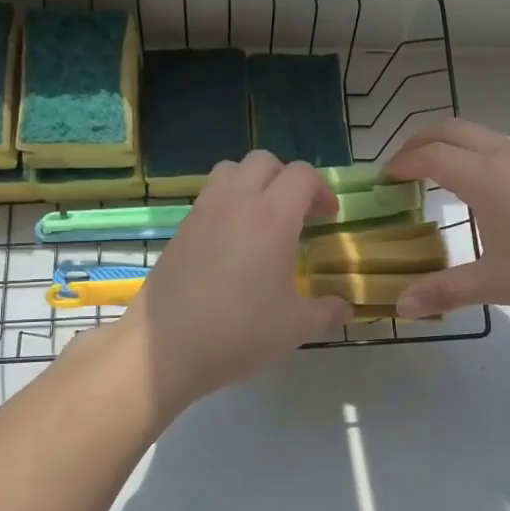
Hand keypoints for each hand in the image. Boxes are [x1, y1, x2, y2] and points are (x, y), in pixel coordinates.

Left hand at [121, 151, 350, 409]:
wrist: (164, 349)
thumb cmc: (238, 333)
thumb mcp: (295, 328)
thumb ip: (326, 312)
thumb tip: (344, 309)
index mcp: (272, 218)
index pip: (302, 175)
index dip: (322, 190)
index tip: (328, 218)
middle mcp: (236, 202)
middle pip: (265, 161)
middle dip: (287, 179)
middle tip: (298, 213)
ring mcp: (203, 212)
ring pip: (231, 170)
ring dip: (253, 182)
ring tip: (262, 218)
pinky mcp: (180, 228)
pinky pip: (209, 195)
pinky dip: (227, 202)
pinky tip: (232, 242)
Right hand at [385, 119, 509, 319]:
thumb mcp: (495, 283)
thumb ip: (444, 290)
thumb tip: (400, 306)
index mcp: (486, 177)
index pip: (431, 155)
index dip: (402, 163)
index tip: (385, 179)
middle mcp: (508, 155)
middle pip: (452, 129)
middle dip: (420, 141)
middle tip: (403, 169)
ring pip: (481, 134)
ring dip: (452, 145)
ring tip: (440, 177)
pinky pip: (504, 145)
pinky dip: (478, 153)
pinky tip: (487, 190)